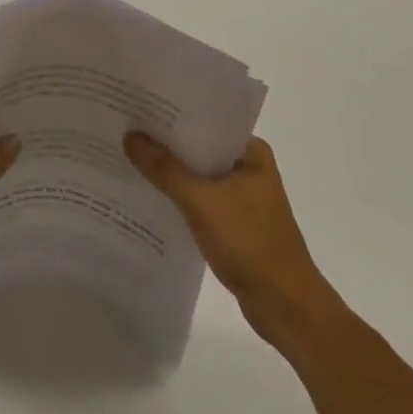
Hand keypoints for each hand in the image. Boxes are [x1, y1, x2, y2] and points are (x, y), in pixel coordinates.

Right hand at [124, 132, 342, 351]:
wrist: (287, 308)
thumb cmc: (250, 244)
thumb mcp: (201, 202)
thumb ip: (164, 169)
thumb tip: (129, 136)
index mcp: (250, 151)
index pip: (205, 120)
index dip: (171, 113)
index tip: (138, 105)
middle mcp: (248, 167)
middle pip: (199, 147)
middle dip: (166, 142)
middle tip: (125, 128)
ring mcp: (243, 196)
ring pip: (198, 174)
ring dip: (170, 170)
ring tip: (130, 156)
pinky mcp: (235, 222)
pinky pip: (200, 198)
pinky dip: (179, 196)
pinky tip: (150, 195)